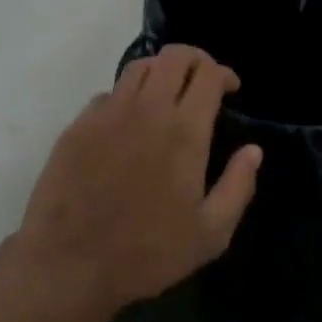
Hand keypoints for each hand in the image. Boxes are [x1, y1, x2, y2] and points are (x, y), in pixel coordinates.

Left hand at [1, 45, 262, 321]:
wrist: (68, 264)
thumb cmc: (147, 253)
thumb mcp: (211, 233)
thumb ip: (238, 186)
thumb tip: (253, 150)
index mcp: (184, 131)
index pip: (208, 74)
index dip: (224, 73)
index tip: (231, 89)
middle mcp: (147, 110)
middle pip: (174, 56)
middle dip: (196, 60)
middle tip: (203, 82)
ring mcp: (107, 114)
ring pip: (139, 68)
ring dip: (161, 71)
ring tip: (168, 94)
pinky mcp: (78, 126)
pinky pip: (109, 94)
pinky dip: (128, 97)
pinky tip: (129, 123)